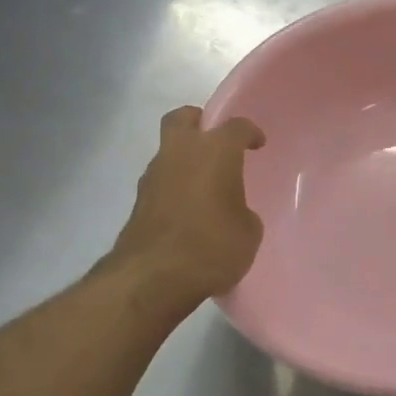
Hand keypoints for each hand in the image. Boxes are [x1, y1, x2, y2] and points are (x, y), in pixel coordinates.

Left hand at [106, 107, 265, 309]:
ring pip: (168, 150)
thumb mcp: (248, 233)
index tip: (257, 143)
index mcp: (214, 151)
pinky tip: (187, 210)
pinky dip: (174, 186)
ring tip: (203, 184)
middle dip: (199, 122)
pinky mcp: (138, 201)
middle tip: (215, 140)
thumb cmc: (211, 247)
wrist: (152, 277)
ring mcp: (153, 176)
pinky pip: (161, 181)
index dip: (249, 132)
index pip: (235, 126)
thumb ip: (242, 212)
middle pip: (184, 118)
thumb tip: (232, 212)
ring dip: (184, 158)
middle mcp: (180, 153)